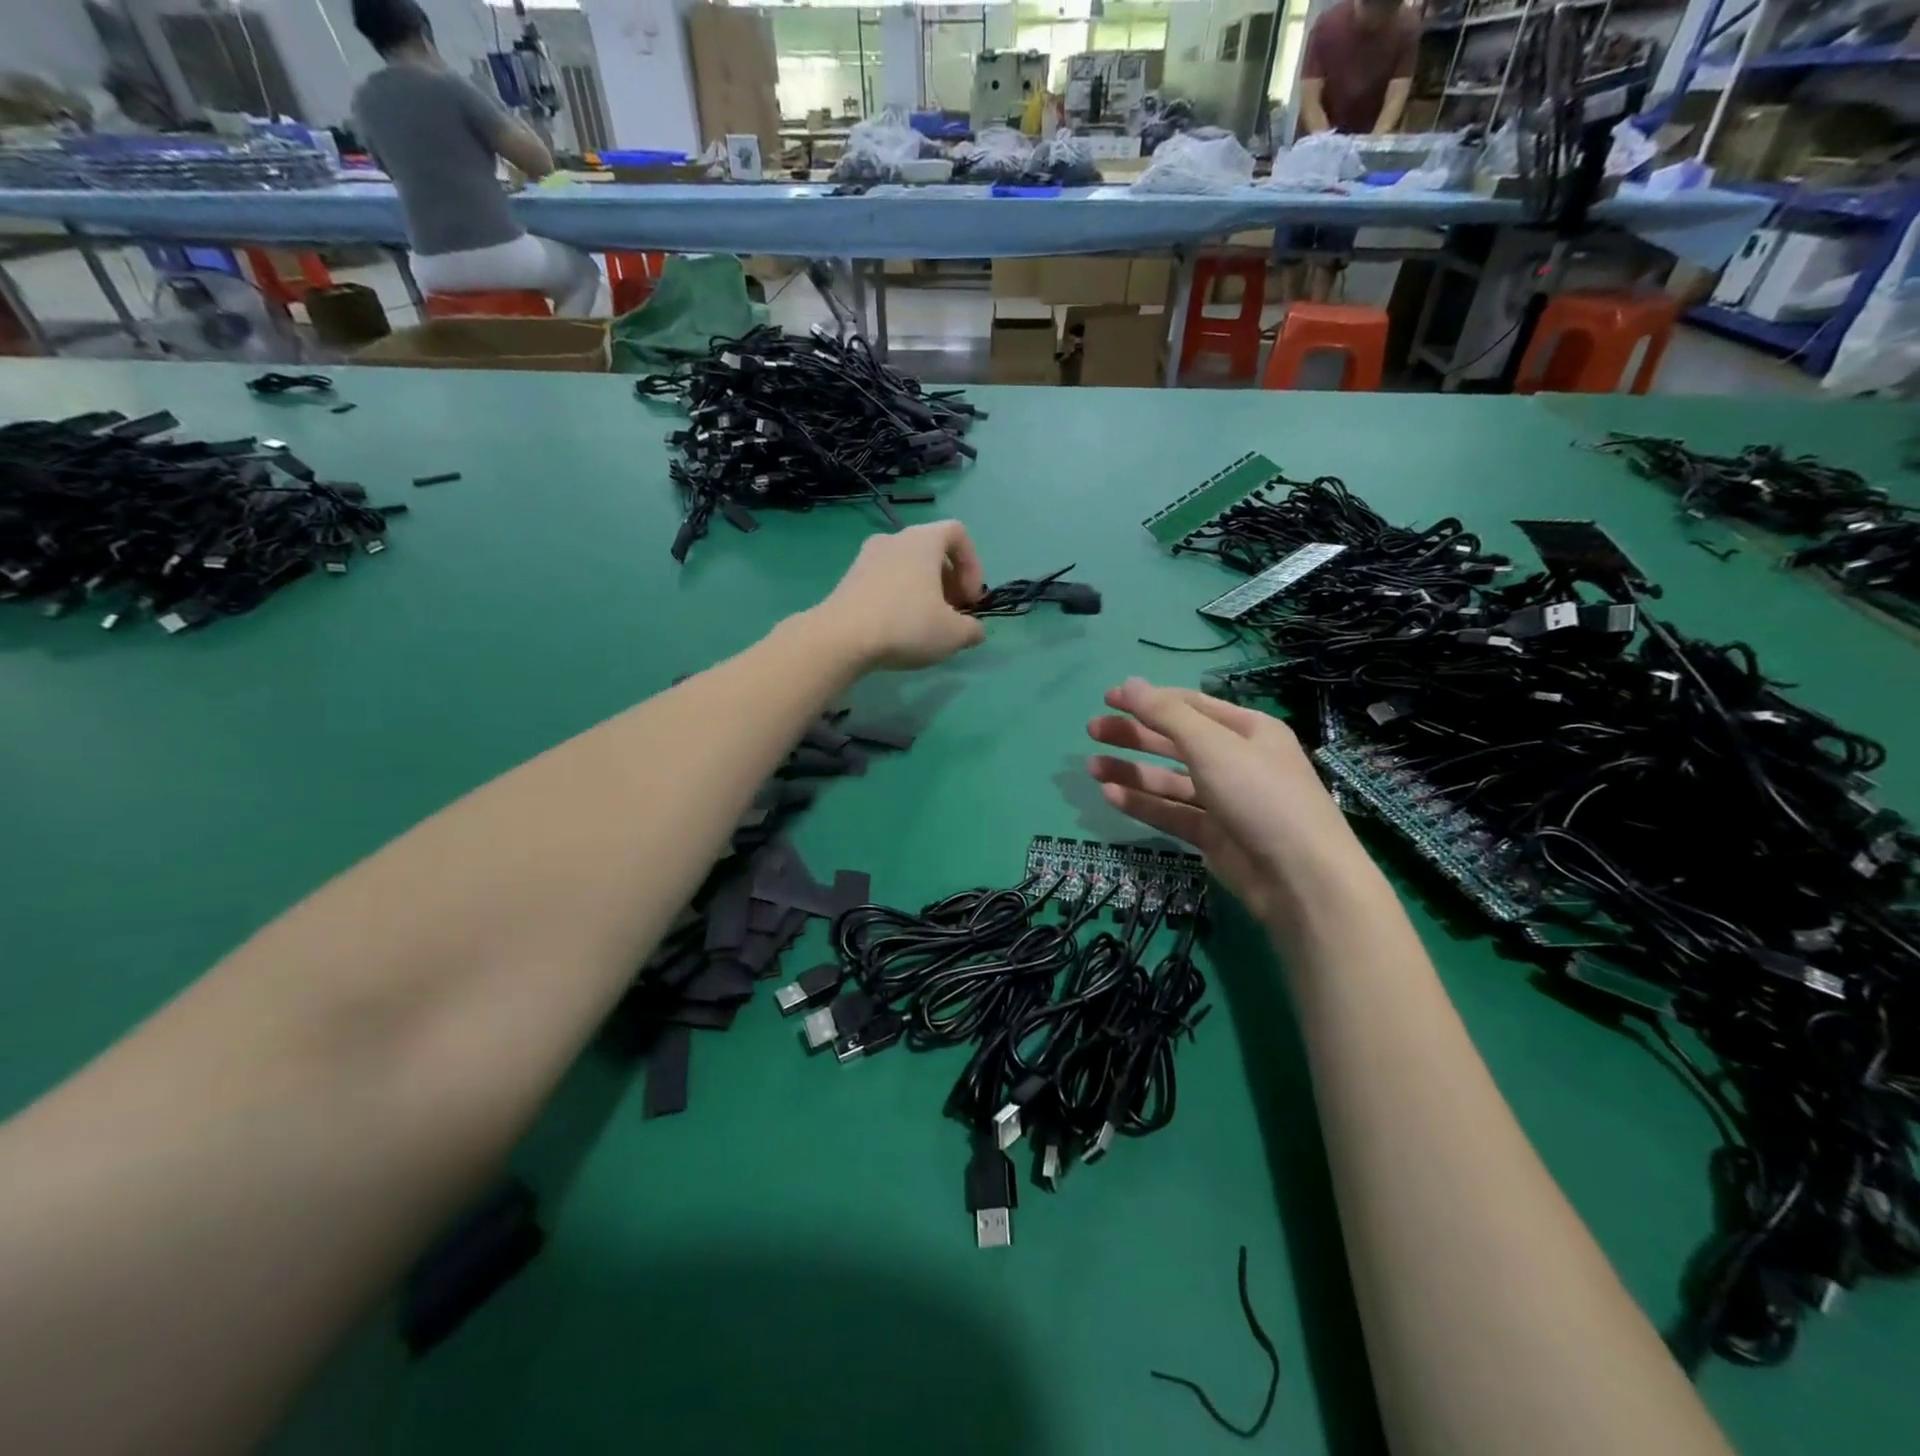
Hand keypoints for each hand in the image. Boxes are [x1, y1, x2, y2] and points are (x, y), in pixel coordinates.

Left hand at [813, 520, 987, 669]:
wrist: (841, 638)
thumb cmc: (906, 625)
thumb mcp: (952, 634)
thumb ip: (972, 629)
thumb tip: (974, 630)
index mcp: (923, 540)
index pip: (957, 533)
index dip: (973, 565)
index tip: (970, 599)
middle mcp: (894, 539)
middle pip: (932, 551)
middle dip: (949, 581)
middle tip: (952, 614)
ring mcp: (866, 557)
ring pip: (907, 566)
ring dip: (924, 590)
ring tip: (926, 624)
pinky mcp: (849, 579)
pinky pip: (885, 580)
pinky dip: (899, 597)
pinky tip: (898, 628)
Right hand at [1086, 678, 1371, 926]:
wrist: (1300, 877)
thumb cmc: (1260, 795)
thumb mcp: (1212, 745)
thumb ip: (1166, 714)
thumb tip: (1128, 683)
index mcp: (1247, 730)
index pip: (1190, 705)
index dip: (1148, 699)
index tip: (1108, 699)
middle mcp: (1236, 760)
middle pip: (1175, 741)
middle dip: (1134, 734)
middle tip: (1093, 730)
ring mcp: (1224, 800)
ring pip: (1169, 779)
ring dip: (1131, 771)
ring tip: (1091, 767)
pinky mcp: (1212, 835)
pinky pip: (1171, 812)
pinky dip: (1142, 803)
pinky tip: (1110, 795)